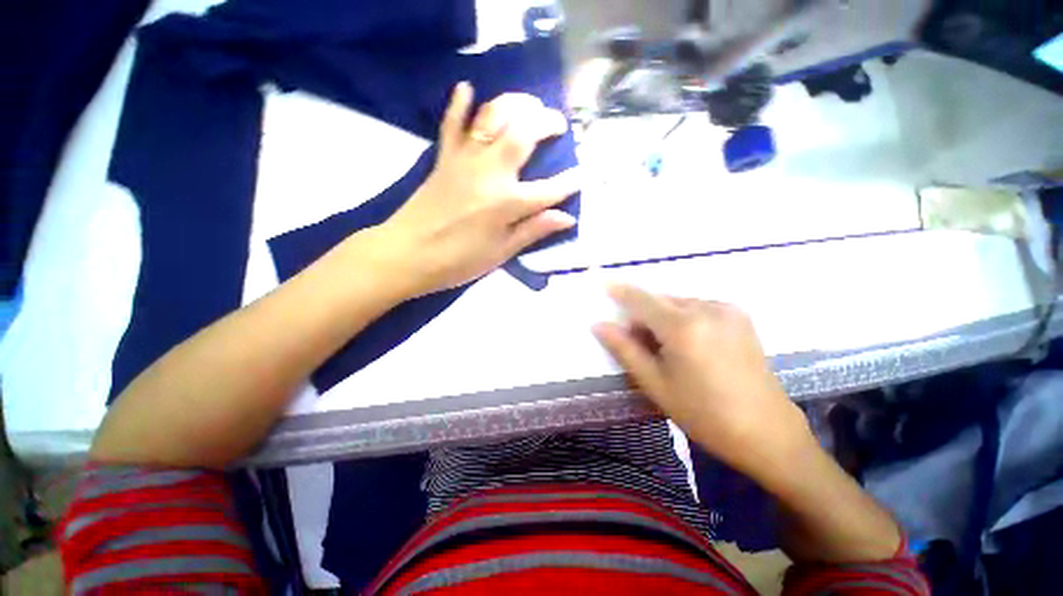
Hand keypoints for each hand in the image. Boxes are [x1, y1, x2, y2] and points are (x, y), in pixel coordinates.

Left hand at [373, 82, 579, 296]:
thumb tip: (567, 218)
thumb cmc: (458, 261)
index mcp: (507, 203)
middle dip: (546, 123)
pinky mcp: (444, 158)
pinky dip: (459, 104)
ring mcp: (465, 160)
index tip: (583, 175)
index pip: (548, 189)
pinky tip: (467, 88)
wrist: (406, 254)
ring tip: (529, 104)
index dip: (569, 183)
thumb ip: (534, 230)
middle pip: (524, 135)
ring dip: (514, 104)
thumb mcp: (501, 253)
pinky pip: (451, 124)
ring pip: (492, 118)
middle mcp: (490, 173)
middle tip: (558, 125)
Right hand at [593, 285, 815, 478]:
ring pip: (679, 304)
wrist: (767, 432)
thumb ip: (625, 349)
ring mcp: (728, 310)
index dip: (620, 291)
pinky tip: (689, 345)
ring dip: (663, 318)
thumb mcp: (656, 384)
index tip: (603, 281)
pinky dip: (683, 319)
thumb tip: (600, 326)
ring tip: (667, 350)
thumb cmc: (704, 414)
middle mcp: (707, 309)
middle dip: (643, 315)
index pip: (642, 300)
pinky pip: (698, 308)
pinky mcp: (740, 316)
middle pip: (661, 301)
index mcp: (684, 327)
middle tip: (639, 343)